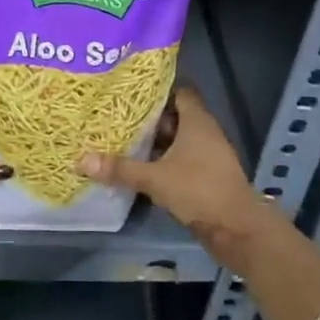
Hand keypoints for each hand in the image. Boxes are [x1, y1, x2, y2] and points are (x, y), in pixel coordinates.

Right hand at [78, 88, 265, 241]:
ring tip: (123, 140)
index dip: (158, 90)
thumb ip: (120, 168)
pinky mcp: (207, 175)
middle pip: (175, 115)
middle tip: (118, 116)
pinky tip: (141, 167)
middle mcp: (205, 132)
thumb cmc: (199, 190)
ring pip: (178, 139)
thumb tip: (81, 160)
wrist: (237, 229)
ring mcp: (208, 155)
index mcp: (197, 121)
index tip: (131, 91)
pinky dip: (164, 160)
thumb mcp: (155, 178)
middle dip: (149, 117)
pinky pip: (182, 159)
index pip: (179, 91)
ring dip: (156, 142)